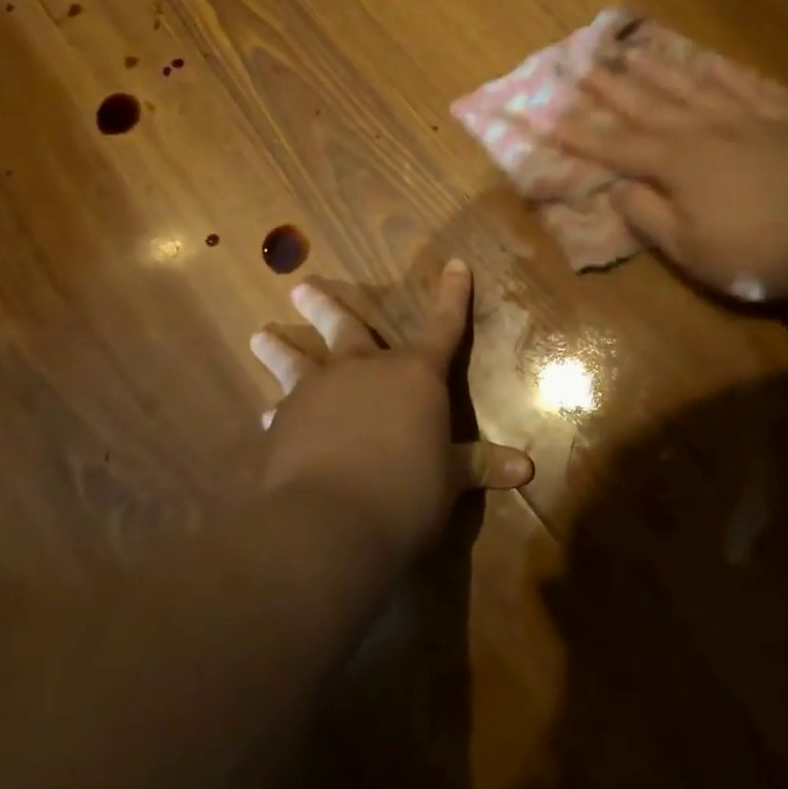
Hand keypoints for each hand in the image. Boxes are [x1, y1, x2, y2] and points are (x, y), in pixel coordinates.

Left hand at [249, 261, 532, 550]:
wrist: (330, 523)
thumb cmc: (407, 492)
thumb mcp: (451, 480)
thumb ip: (481, 466)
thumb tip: (528, 469)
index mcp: (415, 375)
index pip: (443, 327)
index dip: (452, 297)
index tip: (455, 265)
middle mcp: (364, 371)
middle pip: (346, 328)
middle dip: (326, 306)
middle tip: (300, 286)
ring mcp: (318, 394)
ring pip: (296, 362)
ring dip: (279, 348)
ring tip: (259, 335)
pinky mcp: (284, 427)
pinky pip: (281, 412)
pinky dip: (277, 413)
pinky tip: (265, 418)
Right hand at [555, 41, 787, 299]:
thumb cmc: (756, 252)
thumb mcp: (690, 249)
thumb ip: (649, 216)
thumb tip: (618, 188)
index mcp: (678, 163)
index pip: (618, 146)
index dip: (581, 134)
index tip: (549, 116)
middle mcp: (706, 129)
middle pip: (650, 103)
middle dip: (613, 85)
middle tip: (583, 60)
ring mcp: (748, 118)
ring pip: (695, 85)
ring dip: (660, 67)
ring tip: (634, 48)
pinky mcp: (784, 120)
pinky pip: (750, 86)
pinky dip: (727, 73)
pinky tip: (713, 62)